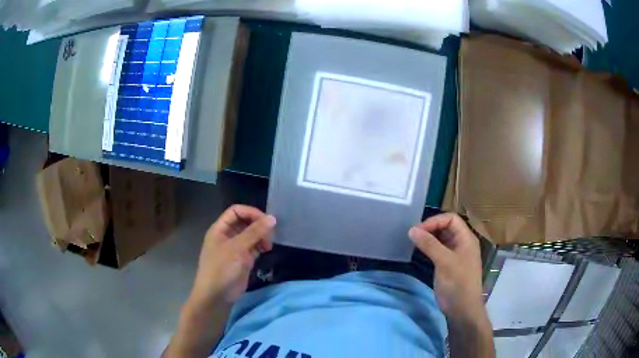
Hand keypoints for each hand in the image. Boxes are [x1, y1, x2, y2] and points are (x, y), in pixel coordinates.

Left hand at [190, 205, 275, 304]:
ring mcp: (235, 248)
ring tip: (268, 244)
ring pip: (250, 235)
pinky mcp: (242, 260)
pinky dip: (261, 246)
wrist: (216, 296)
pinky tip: (267, 250)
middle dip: (258, 225)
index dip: (251, 212)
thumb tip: (272, 218)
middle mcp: (227, 236)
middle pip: (244, 222)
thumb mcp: (237, 248)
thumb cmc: (222, 269)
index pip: (236, 211)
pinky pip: (253, 247)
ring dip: (261, 236)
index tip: (266, 220)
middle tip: (271, 233)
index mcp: (220, 229)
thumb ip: (254, 232)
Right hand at [408, 213, 484, 322]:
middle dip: (430, 228)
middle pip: (446, 227)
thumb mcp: (444, 262)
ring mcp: (455, 254)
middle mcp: (462, 243)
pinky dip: (429, 248)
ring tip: (414, 242)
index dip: (435, 221)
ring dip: (429, 238)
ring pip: (441, 239)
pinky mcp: (448, 265)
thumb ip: (429, 244)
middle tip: (413, 235)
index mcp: (466, 238)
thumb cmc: (458, 283)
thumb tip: (412, 230)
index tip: (419, 230)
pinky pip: (438, 250)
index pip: (451, 219)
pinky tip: (419, 251)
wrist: (462, 309)